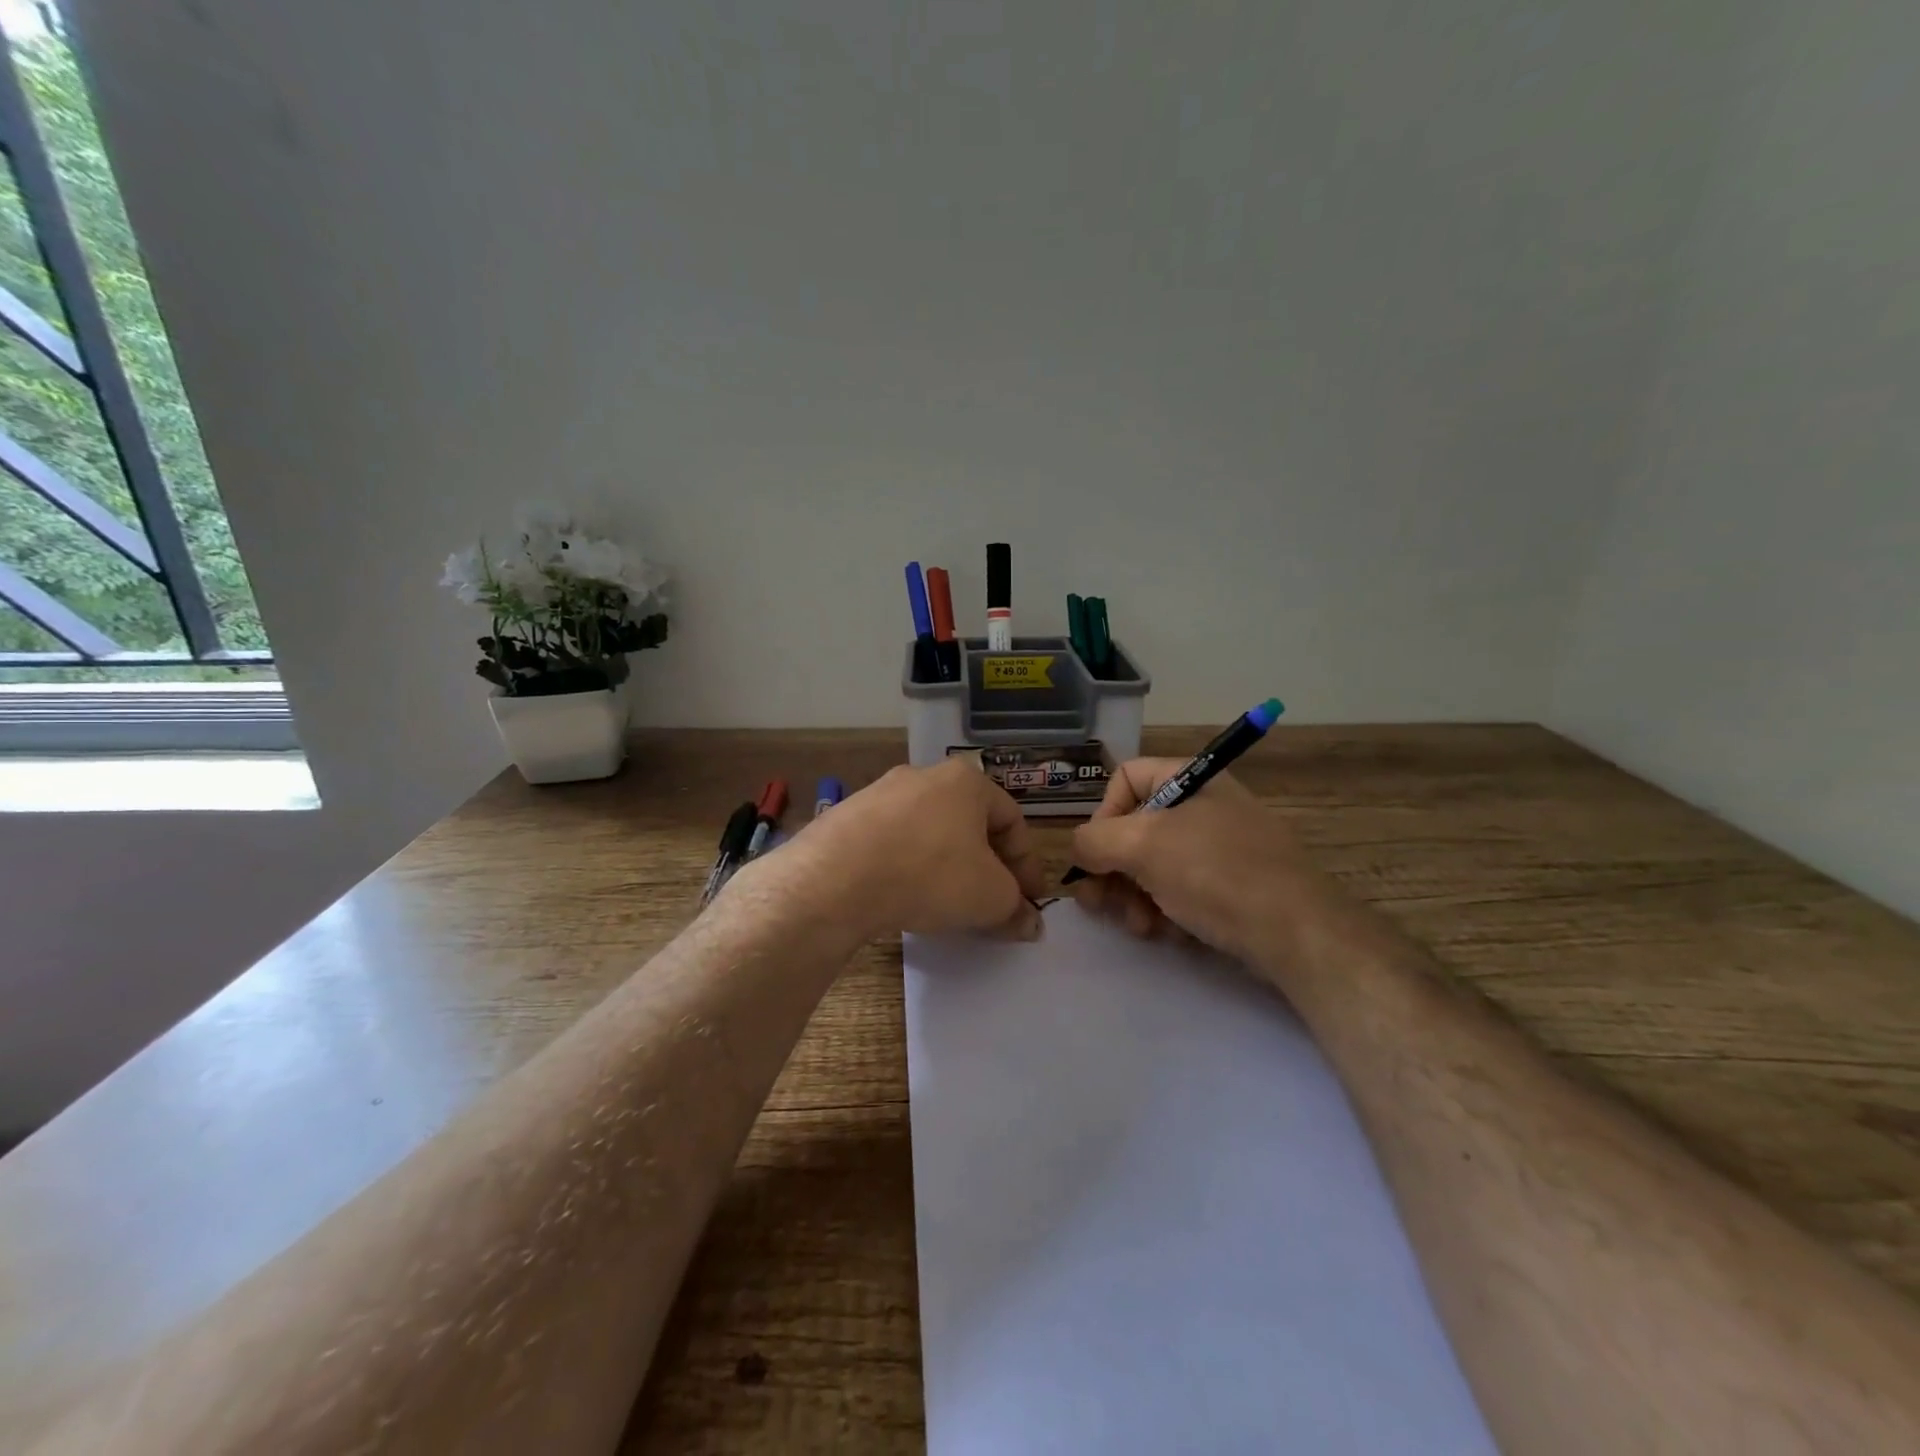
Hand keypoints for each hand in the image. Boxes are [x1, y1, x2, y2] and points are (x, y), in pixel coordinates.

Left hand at [748, 758, 1048, 942]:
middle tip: (992, 902)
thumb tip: (1029, 922)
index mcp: (966, 781)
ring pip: (929, 832)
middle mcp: (924, 776)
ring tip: (948, 903)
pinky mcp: (848, 817)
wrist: (836, 878)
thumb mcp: (989, 897)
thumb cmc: (930, 874)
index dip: (1027, 864)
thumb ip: (1015, 907)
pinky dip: (908, 866)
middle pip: (970, 823)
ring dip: (946, 865)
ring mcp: (881, 793)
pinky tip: (904, 895)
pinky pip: (893, 842)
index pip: (1012, 820)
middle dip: (986, 865)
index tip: (1029, 900)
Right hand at [1068, 759, 1320, 965]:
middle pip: (1134, 828)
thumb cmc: (1215, 874)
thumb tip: (1080, 849)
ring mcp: (1219, 847)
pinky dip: (1165, 909)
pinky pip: (1181, 889)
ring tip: (1138, 926)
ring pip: (1153, 864)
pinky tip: (1167, 933)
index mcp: (1190, 779)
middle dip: (1113, 869)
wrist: (1296, 933)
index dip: (1102, 813)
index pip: (1125, 777)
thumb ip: (1094, 840)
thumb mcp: (1143, 846)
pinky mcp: (1230, 886)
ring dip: (1133, 896)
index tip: (1096, 853)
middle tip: (1100, 903)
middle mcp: (1204, 806)